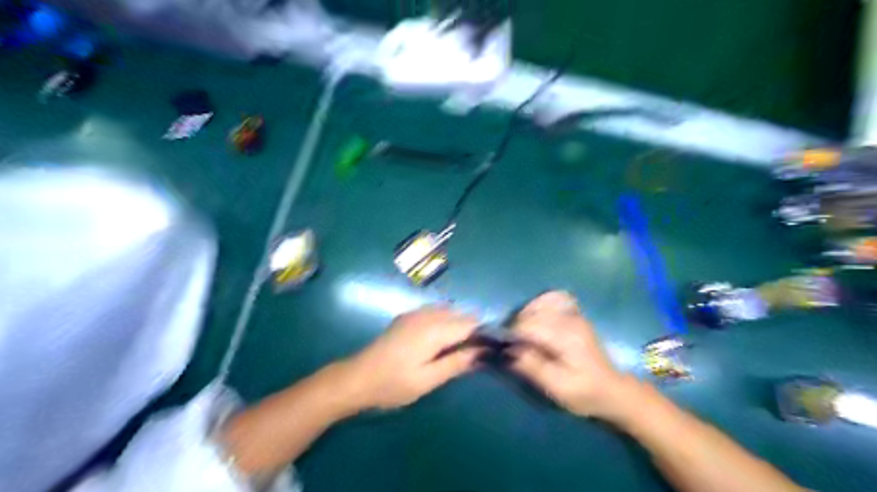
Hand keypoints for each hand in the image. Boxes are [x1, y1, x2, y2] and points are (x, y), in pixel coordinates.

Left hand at [345, 307, 481, 409]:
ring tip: (463, 347)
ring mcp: (415, 313)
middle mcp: (427, 314)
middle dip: (474, 328)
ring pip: (449, 310)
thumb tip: (483, 352)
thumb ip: (456, 364)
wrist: (356, 378)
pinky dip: (446, 320)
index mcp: (434, 330)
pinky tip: (442, 339)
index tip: (496, 347)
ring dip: (460, 323)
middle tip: (479, 352)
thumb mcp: (427, 380)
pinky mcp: (407, 316)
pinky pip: (435, 311)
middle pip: (461, 314)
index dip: (486, 333)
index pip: (470, 323)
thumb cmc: (393, 384)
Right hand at [512, 292, 634, 418]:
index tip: (503, 348)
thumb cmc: (585, 393)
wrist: (613, 391)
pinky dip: (540, 304)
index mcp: (566, 337)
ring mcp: (574, 314)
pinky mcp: (575, 315)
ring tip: (522, 333)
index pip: (529, 325)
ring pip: (541, 301)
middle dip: (516, 325)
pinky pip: (553, 298)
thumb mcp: (558, 388)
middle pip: (532, 311)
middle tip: (511, 345)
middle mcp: (570, 319)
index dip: (511, 334)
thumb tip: (508, 350)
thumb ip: (532, 367)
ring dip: (526, 314)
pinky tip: (536, 319)